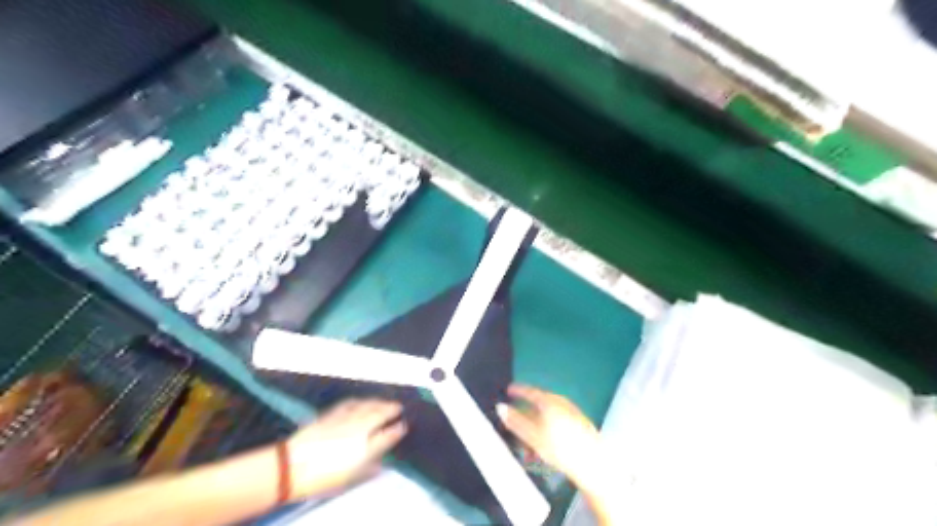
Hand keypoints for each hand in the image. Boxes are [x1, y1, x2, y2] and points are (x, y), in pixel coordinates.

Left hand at [284, 398, 404, 501]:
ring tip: (384, 401)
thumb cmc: (321, 479)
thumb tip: (382, 464)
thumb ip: (368, 470)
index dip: (398, 430)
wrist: (290, 467)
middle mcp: (359, 428)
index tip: (404, 425)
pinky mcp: (330, 414)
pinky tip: (361, 400)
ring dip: (378, 402)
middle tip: (398, 406)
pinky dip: (359, 401)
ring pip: (366, 405)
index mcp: (366, 446)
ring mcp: (345, 418)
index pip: (388, 435)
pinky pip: (350, 403)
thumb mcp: (349, 480)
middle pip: (379, 414)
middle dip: (391, 409)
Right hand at [498, 383, 599, 485]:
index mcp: (550, 402)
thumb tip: (501, 408)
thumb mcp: (532, 437)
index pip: (530, 391)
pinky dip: (549, 430)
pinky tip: (546, 448)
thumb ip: (515, 422)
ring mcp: (573, 413)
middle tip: (517, 429)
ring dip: (536, 429)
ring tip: (530, 448)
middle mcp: (562, 403)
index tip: (509, 390)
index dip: (518, 391)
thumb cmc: (560, 449)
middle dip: (526, 417)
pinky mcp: (581, 424)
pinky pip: (559, 422)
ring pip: (549, 416)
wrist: (591, 464)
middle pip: (539, 405)